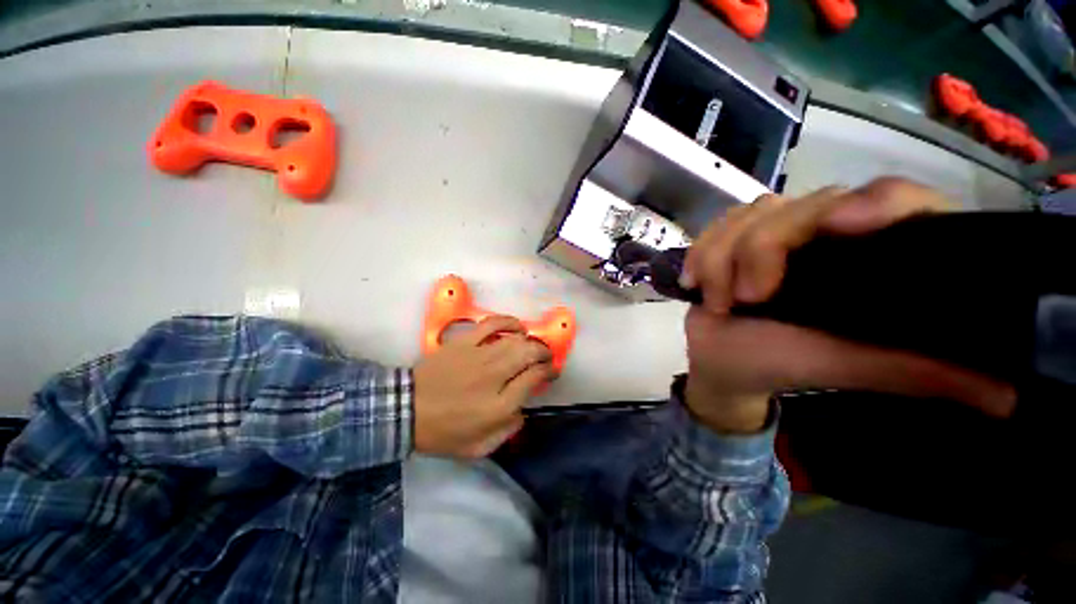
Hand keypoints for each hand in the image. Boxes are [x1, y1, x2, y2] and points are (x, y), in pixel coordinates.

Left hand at [413, 315, 553, 458]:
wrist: (405, 410)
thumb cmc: (442, 433)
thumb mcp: (478, 448)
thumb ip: (507, 432)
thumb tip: (522, 411)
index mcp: (499, 406)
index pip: (534, 379)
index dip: (548, 372)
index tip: (551, 372)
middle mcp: (494, 377)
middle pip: (529, 355)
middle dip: (544, 354)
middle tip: (545, 358)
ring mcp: (478, 356)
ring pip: (515, 340)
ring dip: (531, 341)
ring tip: (532, 345)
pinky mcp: (464, 342)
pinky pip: (492, 324)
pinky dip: (508, 322)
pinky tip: (517, 327)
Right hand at [680, 178, 1016, 432]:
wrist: (723, 360)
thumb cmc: (785, 364)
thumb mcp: (852, 367)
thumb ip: (923, 371)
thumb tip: (1012, 393)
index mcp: (869, 257)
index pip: (894, 199)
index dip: (875, 202)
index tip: (841, 226)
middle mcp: (825, 232)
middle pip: (801, 206)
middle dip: (762, 250)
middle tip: (747, 298)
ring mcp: (773, 231)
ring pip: (750, 214)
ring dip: (723, 258)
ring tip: (719, 300)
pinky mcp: (731, 237)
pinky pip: (715, 226)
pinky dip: (701, 253)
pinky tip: (696, 281)